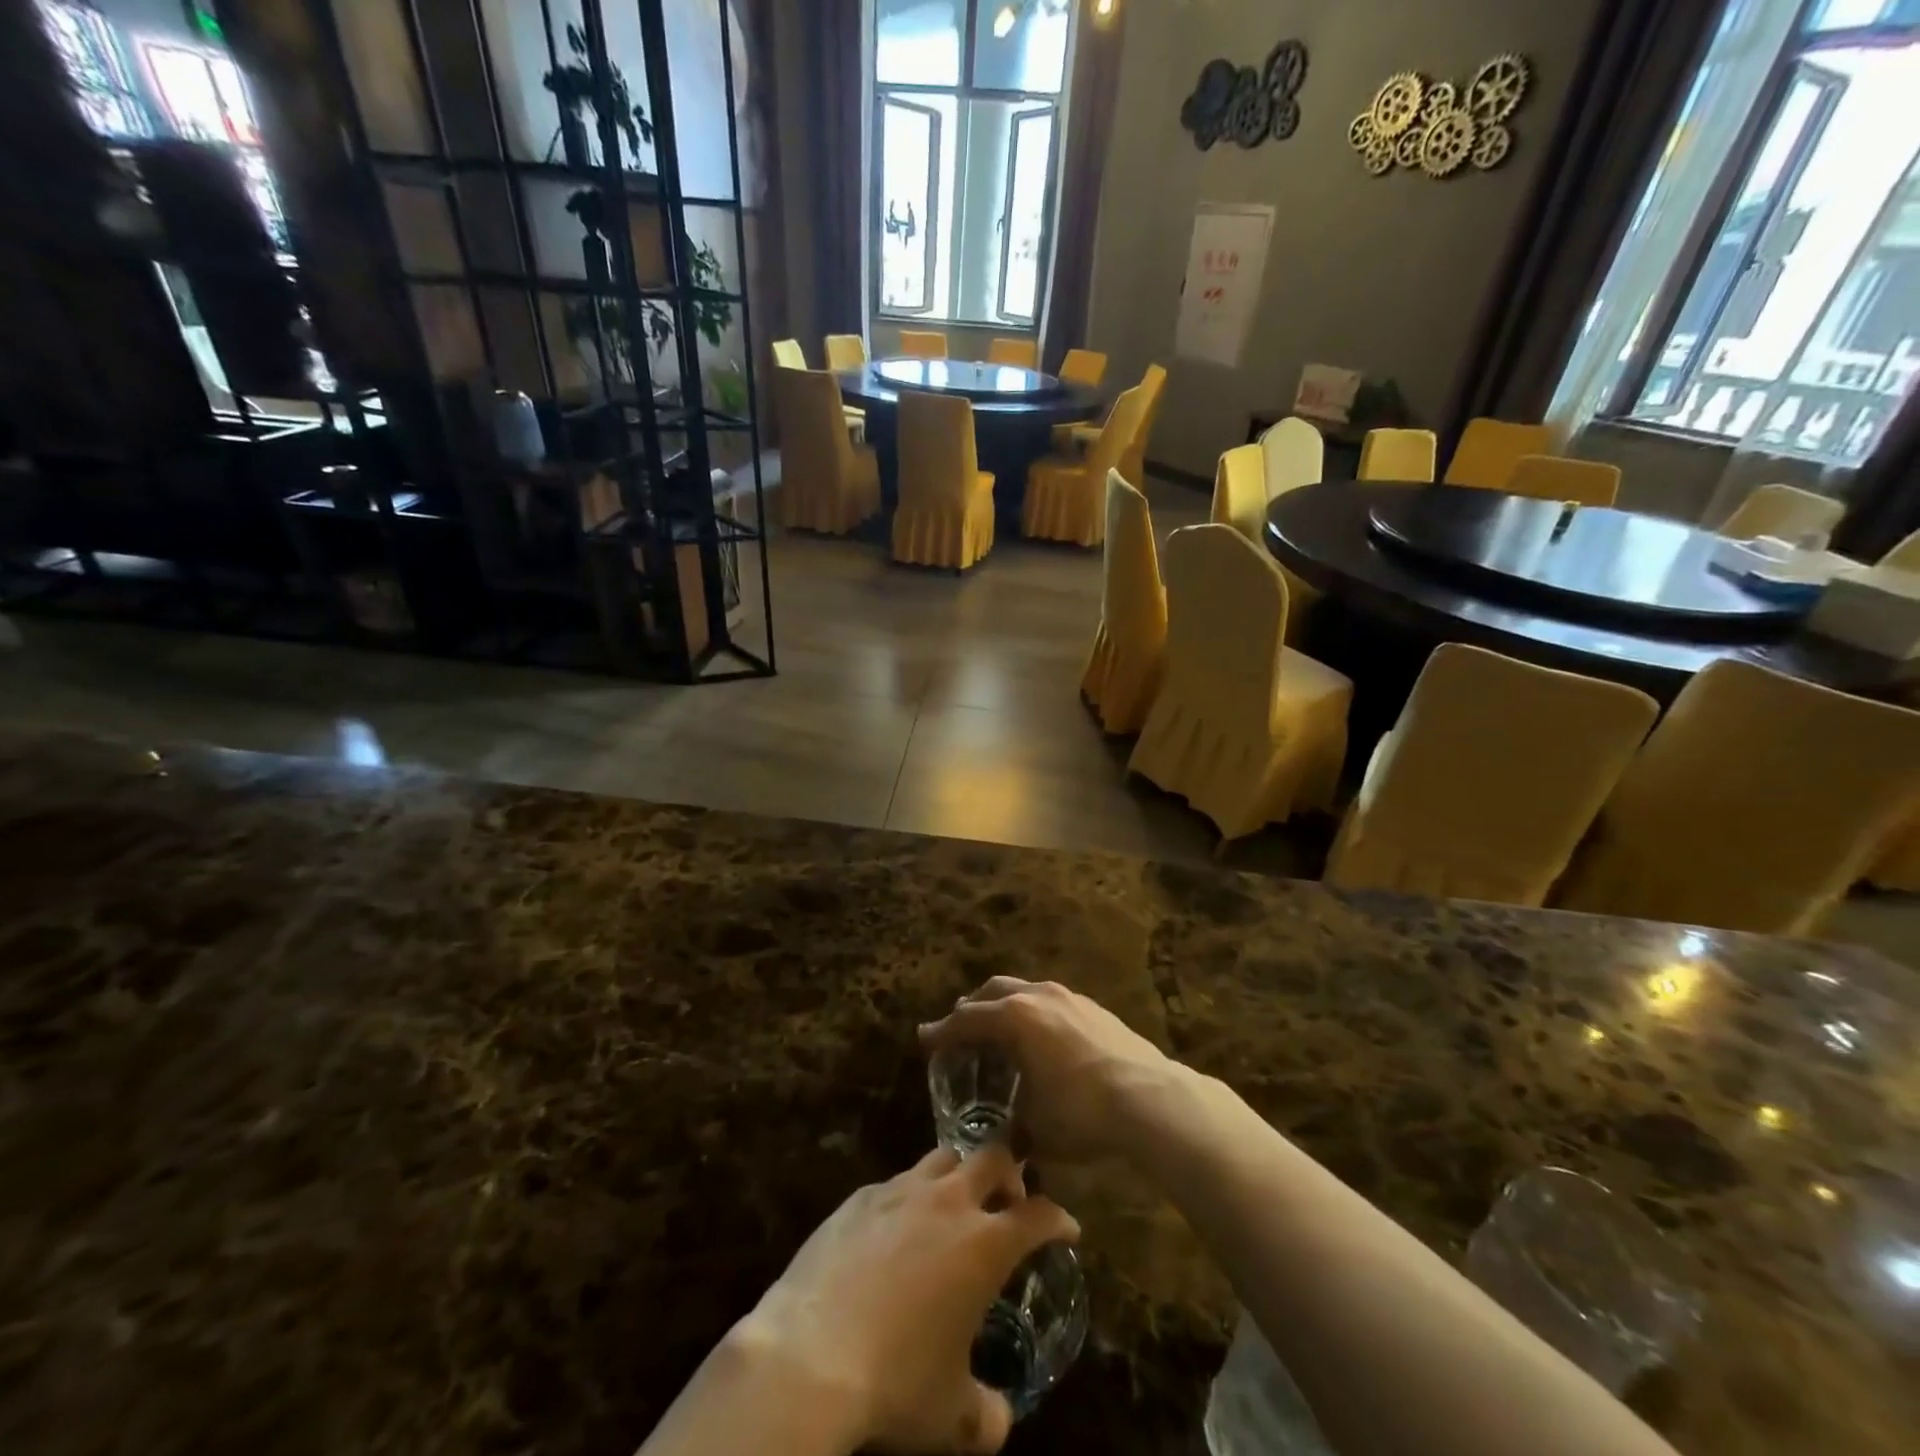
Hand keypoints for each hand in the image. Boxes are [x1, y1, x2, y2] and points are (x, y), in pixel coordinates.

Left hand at [743, 1144, 1077, 1454]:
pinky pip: (896, 1182)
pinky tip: (898, 1228)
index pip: (1037, 1214)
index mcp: (983, 1244)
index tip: (1066, 1229)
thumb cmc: (894, 1382)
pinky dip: (910, 1196)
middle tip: (1010, 1199)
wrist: (809, 1356)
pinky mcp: (860, 1196)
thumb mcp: (952, 1418)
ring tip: (956, 1205)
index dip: (1058, 1219)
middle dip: (1010, 1173)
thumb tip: (998, 1417)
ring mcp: (900, 1191)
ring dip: (960, 1174)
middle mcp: (947, 1202)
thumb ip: (988, 1415)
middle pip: (992, 1157)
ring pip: (943, 1157)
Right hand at [918, 978, 1175, 1162]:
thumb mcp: (1037, 1128)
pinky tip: (1041, 1037)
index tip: (925, 1039)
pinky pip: (1050, 1000)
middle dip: (972, 1007)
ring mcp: (1069, 997)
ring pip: (1024, 990)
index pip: (967, 1019)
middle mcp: (1038, 996)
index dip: (942, 1031)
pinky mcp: (1094, 1007)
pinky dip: (1033, 1012)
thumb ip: (1012, 1128)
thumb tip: (1005, 1143)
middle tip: (960, 1028)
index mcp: (1015, 1018)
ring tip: (1000, 1028)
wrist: (1151, 1098)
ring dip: (1005, 1005)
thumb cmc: (1083, 1112)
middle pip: (993, 991)